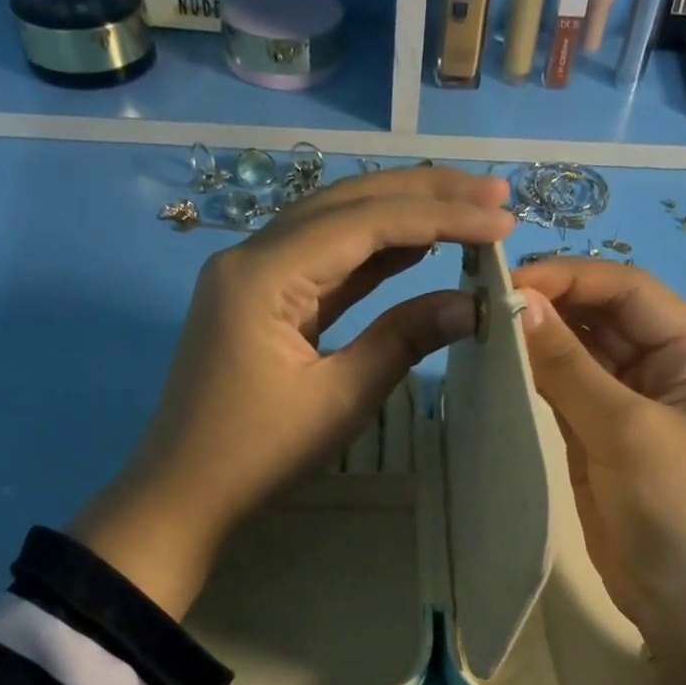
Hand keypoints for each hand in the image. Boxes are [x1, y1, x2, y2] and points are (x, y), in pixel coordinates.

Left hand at [72, 167, 516, 617]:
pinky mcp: (260, 301)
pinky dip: (372, 253)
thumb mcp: (339, 400)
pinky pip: (322, 263)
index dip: (438, 217)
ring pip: (335, 225)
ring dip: (400, 214)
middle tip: (494, 192)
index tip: (501, 220)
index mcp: (264, 274)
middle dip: (424, 193)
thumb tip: (471, 304)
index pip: (364, 223)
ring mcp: (253, 276)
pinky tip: (413, 246)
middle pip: (347, 203)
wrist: (184, 492)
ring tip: (466, 207)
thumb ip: (403, 340)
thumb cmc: (258, 454)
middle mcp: (253, 256)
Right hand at [514, 258, 685, 684]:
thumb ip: (571, 368)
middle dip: (551, 307)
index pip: (629, 291)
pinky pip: (565, 396)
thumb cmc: (679, 512)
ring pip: (579, 356)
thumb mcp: (628, 432)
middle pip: (602, 319)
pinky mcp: (599, 442)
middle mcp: (664, 370)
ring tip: (483, 330)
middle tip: (484, 305)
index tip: (509, 283)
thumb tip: (520, 304)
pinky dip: (535, 381)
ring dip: (539, 342)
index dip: (572, 278)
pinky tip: (500, 369)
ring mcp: (629, 408)